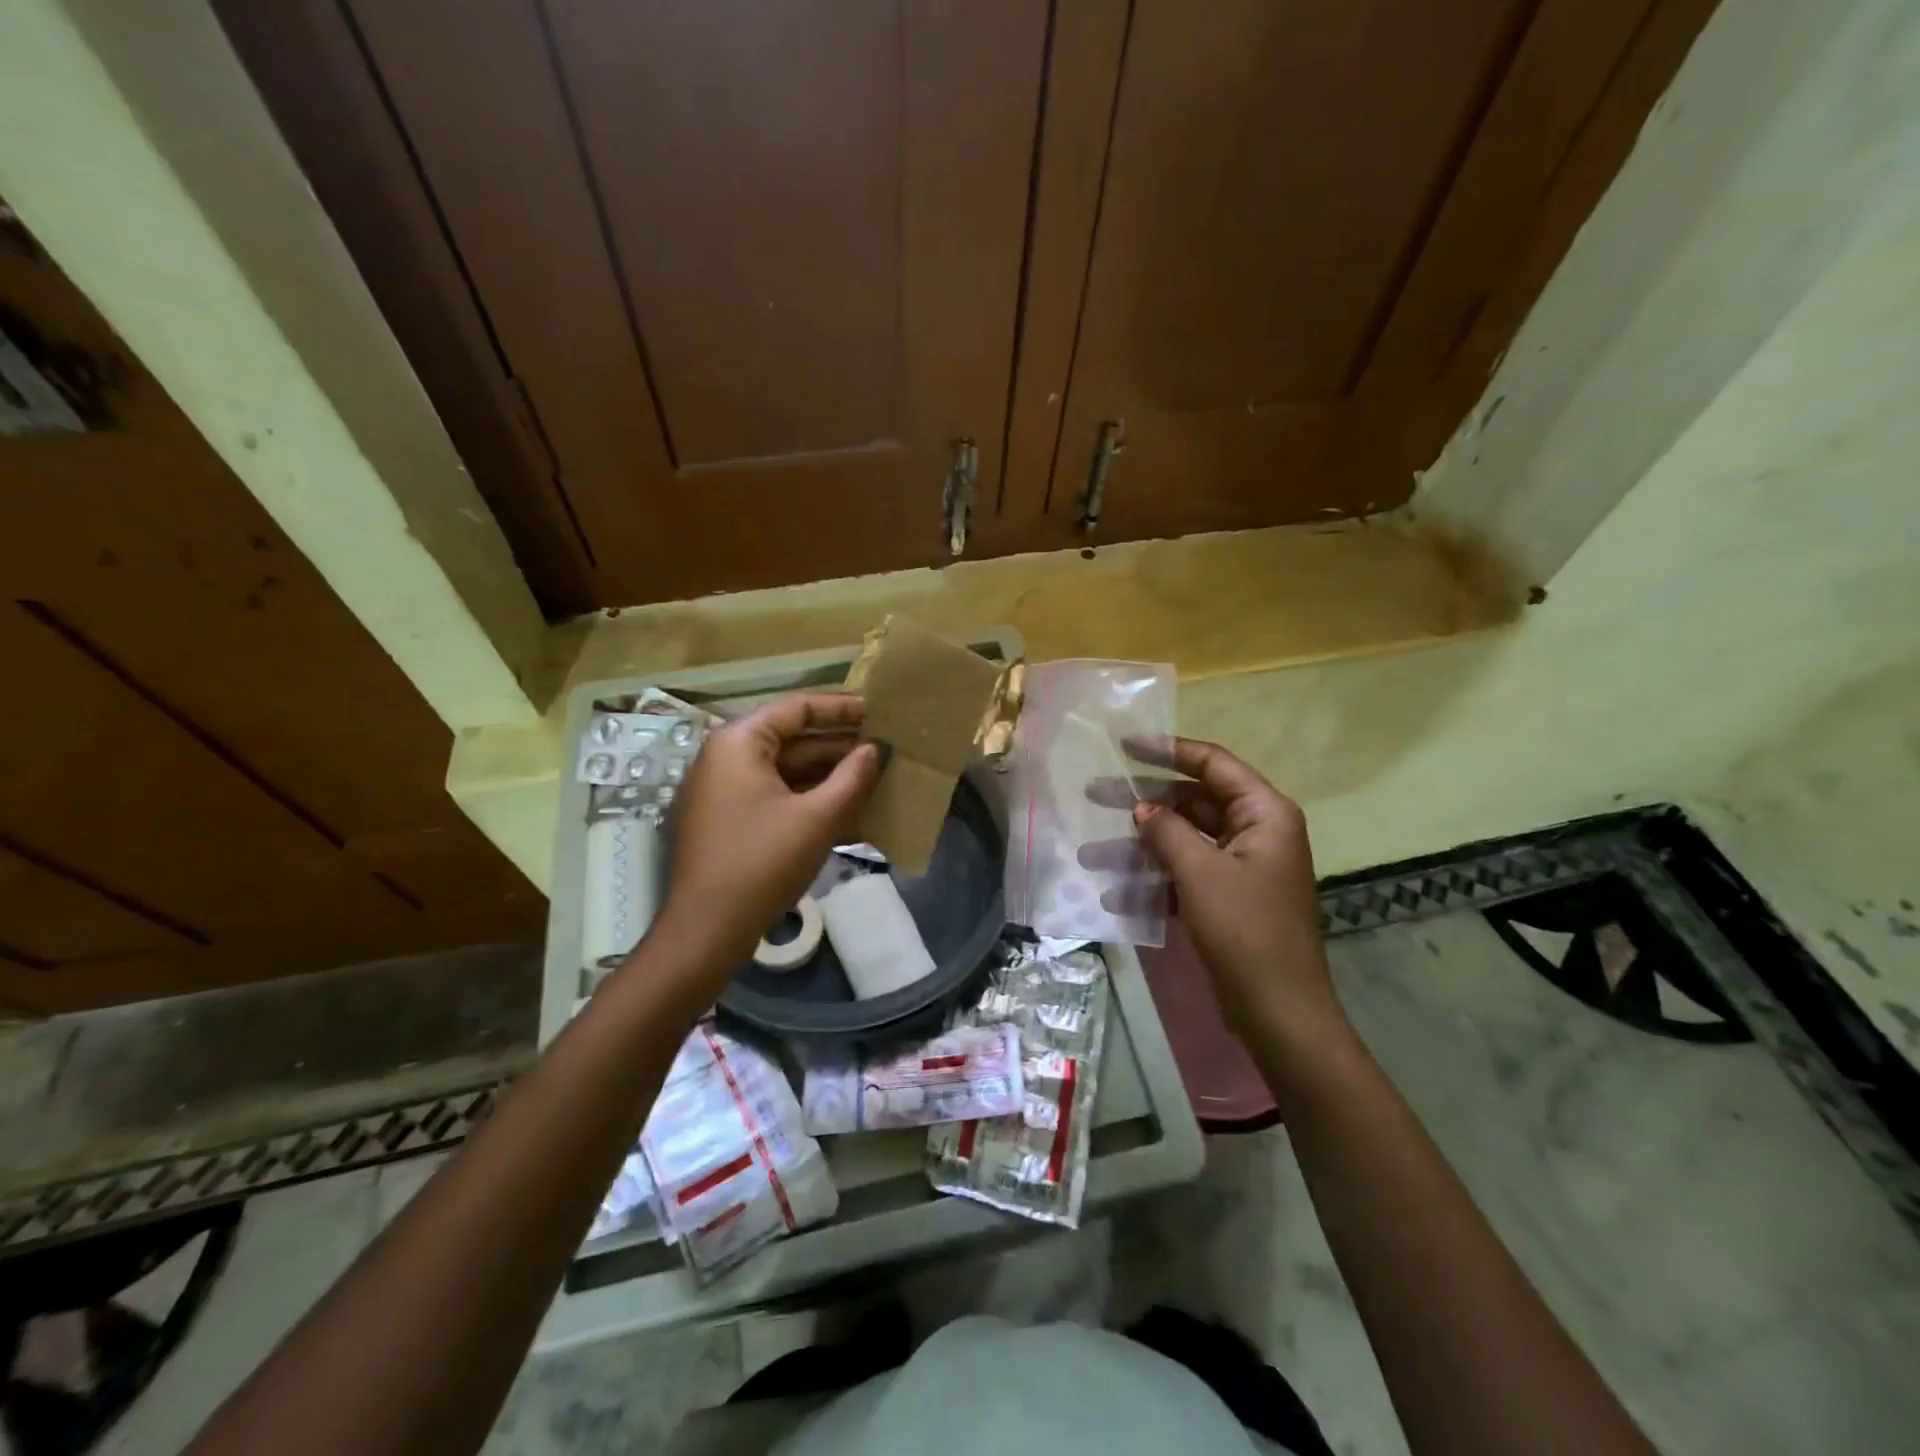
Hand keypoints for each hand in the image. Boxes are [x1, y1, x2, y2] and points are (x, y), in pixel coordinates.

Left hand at [649, 694, 882, 984]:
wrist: (708, 930)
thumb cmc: (763, 862)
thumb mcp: (818, 817)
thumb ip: (853, 776)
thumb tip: (877, 749)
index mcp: (740, 743)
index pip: (797, 709)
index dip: (842, 708)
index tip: (880, 712)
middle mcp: (727, 758)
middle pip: (792, 739)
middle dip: (840, 746)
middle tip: (885, 748)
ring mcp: (725, 791)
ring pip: (787, 771)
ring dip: (830, 776)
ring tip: (876, 778)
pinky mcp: (730, 821)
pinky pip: (777, 797)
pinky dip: (810, 800)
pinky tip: (850, 812)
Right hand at [1091, 737, 1345, 1045]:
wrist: (1278, 1011)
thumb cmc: (1245, 930)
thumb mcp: (1200, 873)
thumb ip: (1167, 831)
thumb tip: (1141, 807)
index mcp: (1264, 813)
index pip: (1213, 764)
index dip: (1168, 750)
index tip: (1124, 746)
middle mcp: (1256, 831)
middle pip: (1193, 801)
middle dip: (1144, 802)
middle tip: (1095, 795)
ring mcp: (1242, 867)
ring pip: (1184, 840)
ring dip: (1141, 846)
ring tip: (1091, 853)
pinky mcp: (1228, 898)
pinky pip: (1186, 873)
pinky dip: (1155, 878)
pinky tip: (1115, 893)